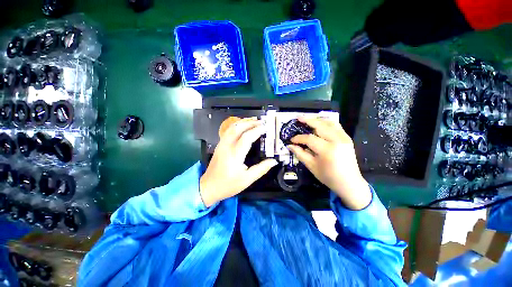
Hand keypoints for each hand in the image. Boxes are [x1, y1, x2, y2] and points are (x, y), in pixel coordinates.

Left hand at [200, 117, 277, 206]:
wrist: (209, 187)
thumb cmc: (228, 185)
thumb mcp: (247, 179)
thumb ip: (261, 169)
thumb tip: (273, 161)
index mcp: (234, 155)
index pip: (247, 137)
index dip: (257, 131)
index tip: (266, 128)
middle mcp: (227, 146)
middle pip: (238, 128)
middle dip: (250, 123)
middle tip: (261, 122)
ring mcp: (221, 144)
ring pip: (231, 127)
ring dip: (243, 122)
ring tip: (254, 121)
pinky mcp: (219, 145)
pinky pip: (228, 131)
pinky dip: (237, 125)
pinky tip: (243, 126)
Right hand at [288, 117, 371, 209]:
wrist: (350, 183)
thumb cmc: (329, 177)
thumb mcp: (312, 166)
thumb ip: (300, 154)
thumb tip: (290, 145)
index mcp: (328, 150)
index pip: (310, 139)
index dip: (299, 138)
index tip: (291, 140)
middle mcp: (337, 140)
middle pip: (320, 125)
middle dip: (307, 120)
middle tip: (298, 118)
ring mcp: (344, 138)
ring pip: (329, 122)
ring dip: (317, 119)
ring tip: (307, 118)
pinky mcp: (347, 138)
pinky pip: (336, 125)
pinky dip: (326, 122)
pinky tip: (319, 122)